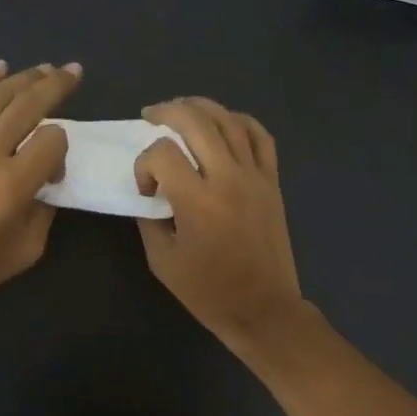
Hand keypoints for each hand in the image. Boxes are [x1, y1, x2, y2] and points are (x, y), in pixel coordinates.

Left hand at [0, 60, 80, 314]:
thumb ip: (45, 211)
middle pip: (28, 105)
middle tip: (73, 71)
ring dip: (23, 77)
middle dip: (56, 85)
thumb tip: (45, 181)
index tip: (53, 171)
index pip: (52, 140)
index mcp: (13, 185)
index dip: (61, 149)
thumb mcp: (27, 249)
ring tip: (43, 68)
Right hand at [134, 97, 305, 351]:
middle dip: (166, 112)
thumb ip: (150, 220)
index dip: (144, 164)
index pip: (162, 154)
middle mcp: (228, 178)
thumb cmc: (209, 292)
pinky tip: (224, 122)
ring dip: (200, 107)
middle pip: (195, 121)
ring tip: (181, 109)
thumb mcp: (162, 261)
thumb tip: (150, 194)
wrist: (263, 308)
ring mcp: (255, 176)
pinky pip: (260, 136)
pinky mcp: (272, 181)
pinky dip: (240, 121)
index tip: (146, 190)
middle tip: (149, 116)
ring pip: (229, 120)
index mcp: (197, 201)